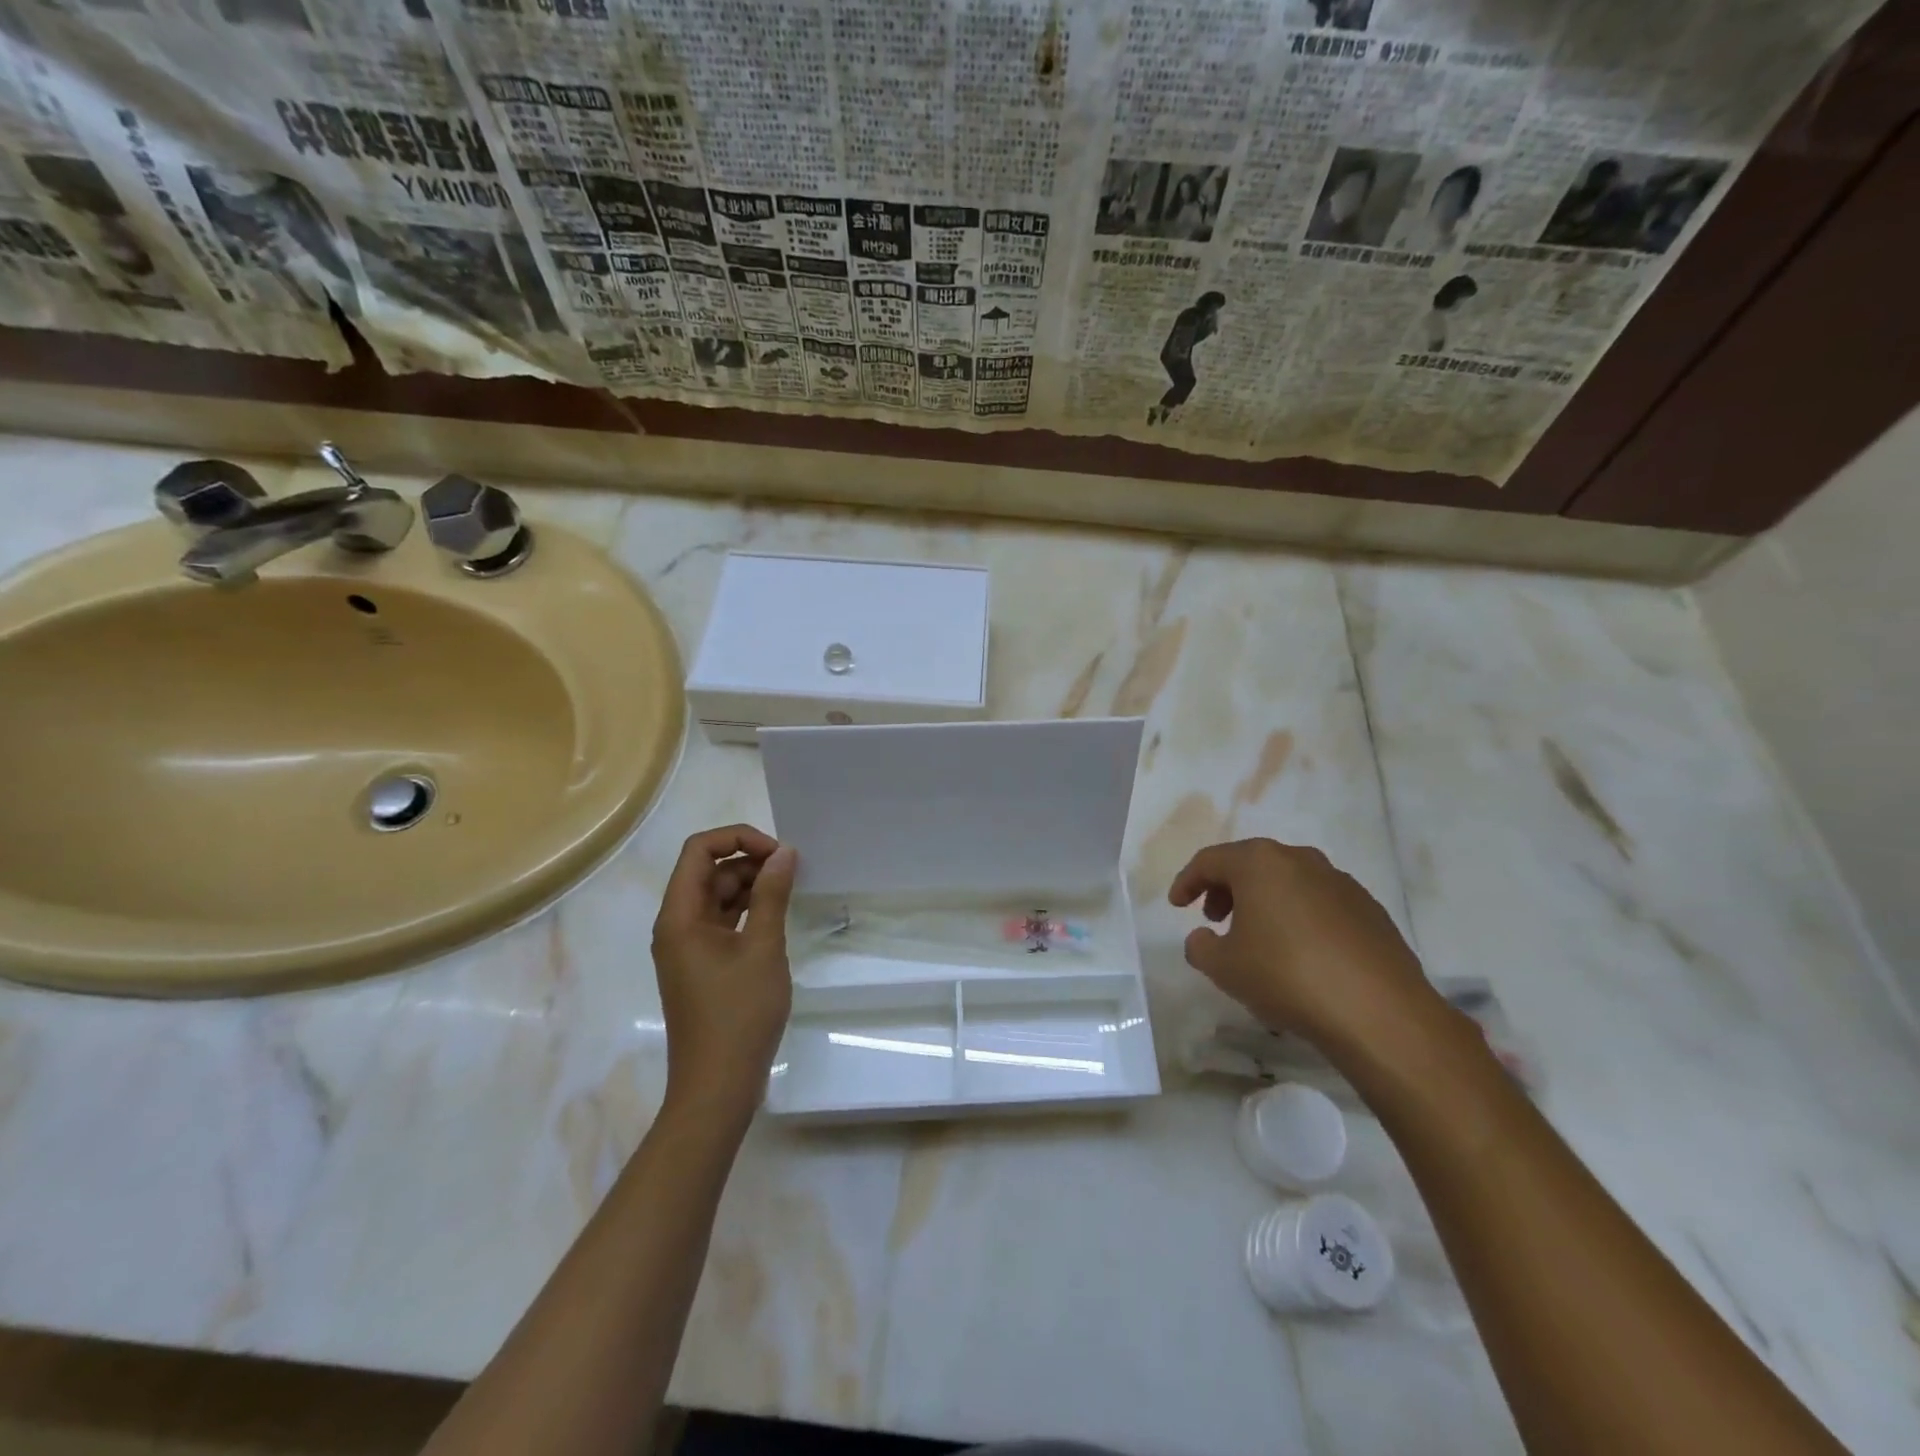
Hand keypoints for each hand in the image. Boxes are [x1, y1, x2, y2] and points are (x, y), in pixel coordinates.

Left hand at [651, 825, 797, 1117]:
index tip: (778, 853)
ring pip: (716, 897)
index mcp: (680, 916)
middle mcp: (676, 926)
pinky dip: (747, 910)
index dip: (738, 838)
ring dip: (750, 885)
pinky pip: (722, 922)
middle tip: (792, 870)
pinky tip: (777, 915)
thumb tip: (784, 852)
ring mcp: (688, 948)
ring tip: (790, 889)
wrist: (717, 1088)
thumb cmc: (739, 1014)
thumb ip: (772, 895)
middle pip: (707, 871)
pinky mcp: (702, 966)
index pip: (699, 850)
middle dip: (748, 861)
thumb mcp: (763, 948)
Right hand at [1169, 838, 1437, 1050]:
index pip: (1209, 860)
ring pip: (1288, 881)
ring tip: (1257, 938)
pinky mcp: (1369, 909)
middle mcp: (1300, 860)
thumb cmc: (1287, 976)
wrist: (1379, 1012)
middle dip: (1226, 888)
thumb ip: (1200, 946)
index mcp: (1260, 863)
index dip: (1187, 882)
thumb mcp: (1224, 967)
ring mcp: (1340, 882)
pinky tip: (1300, 953)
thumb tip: (1203, 937)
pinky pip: (1319, 903)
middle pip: (1251, 864)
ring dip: (1264, 902)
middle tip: (1214, 919)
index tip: (1176, 906)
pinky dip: (1299, 917)